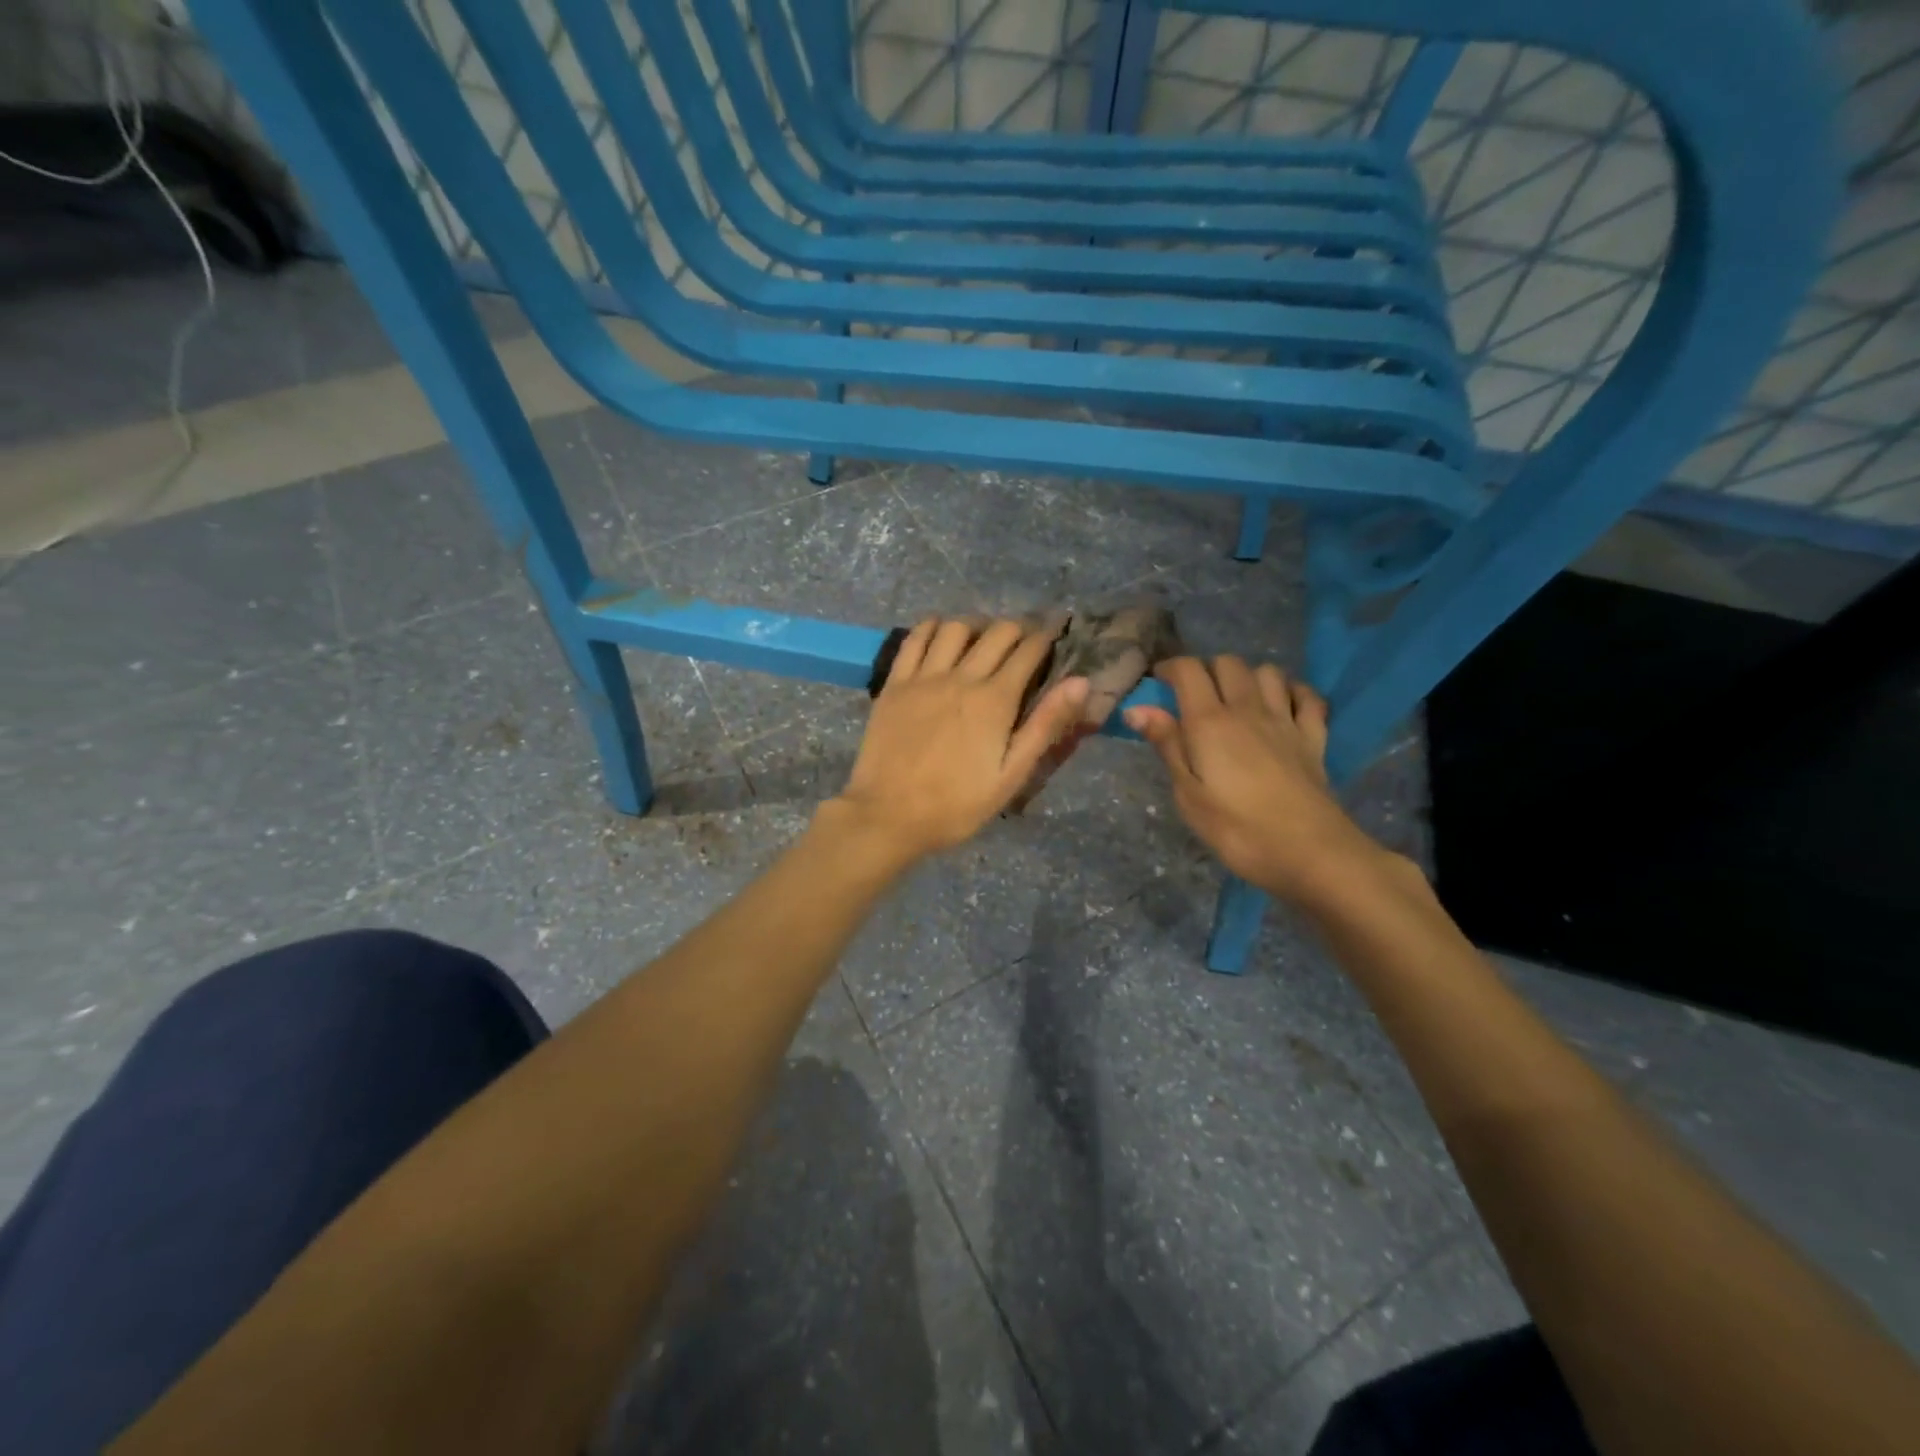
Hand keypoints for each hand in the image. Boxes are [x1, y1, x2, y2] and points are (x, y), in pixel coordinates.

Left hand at [831, 616, 1089, 863]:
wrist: (888, 816)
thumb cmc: (956, 805)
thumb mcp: (1011, 776)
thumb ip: (1045, 726)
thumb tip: (1080, 682)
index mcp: (995, 701)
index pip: (1028, 650)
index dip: (1046, 638)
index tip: (1054, 636)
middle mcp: (962, 677)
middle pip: (997, 632)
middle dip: (1018, 629)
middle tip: (1024, 641)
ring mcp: (924, 677)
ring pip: (956, 627)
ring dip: (977, 625)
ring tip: (983, 638)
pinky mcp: (895, 683)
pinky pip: (915, 638)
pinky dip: (933, 627)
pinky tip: (941, 634)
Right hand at [1123, 656, 1388, 907]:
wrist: (1310, 852)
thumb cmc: (1237, 830)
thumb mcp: (1188, 794)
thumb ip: (1167, 745)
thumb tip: (1137, 708)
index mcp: (1210, 722)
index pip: (1189, 671)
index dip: (1170, 667)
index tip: (1158, 681)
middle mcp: (1247, 709)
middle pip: (1228, 663)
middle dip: (1207, 669)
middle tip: (1194, 695)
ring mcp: (1285, 720)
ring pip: (1268, 672)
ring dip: (1248, 676)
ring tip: (1236, 698)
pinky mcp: (1314, 738)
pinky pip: (1307, 697)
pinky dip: (1292, 691)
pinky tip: (1282, 706)